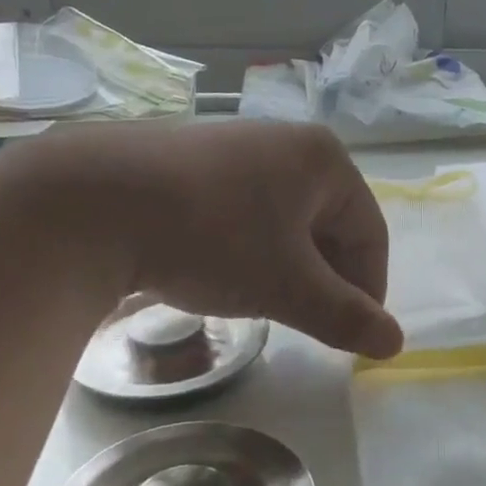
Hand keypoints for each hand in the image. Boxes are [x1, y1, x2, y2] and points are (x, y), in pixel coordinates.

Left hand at [28, 120, 402, 358]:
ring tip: (263, 301)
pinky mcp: (192, 160)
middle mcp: (286, 142)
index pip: (370, 233)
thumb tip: (396, 343)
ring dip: (287, 266)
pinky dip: (248, 248)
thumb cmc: (212, 237)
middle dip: (325, 278)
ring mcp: (236, 146)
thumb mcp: (287, 286)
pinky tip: (220, 272)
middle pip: (329, 224)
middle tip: (308, 322)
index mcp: (324, 160)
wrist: (89, 201)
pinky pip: (244, 210)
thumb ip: (346, 316)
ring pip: (285, 220)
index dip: (369, 290)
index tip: (353, 336)